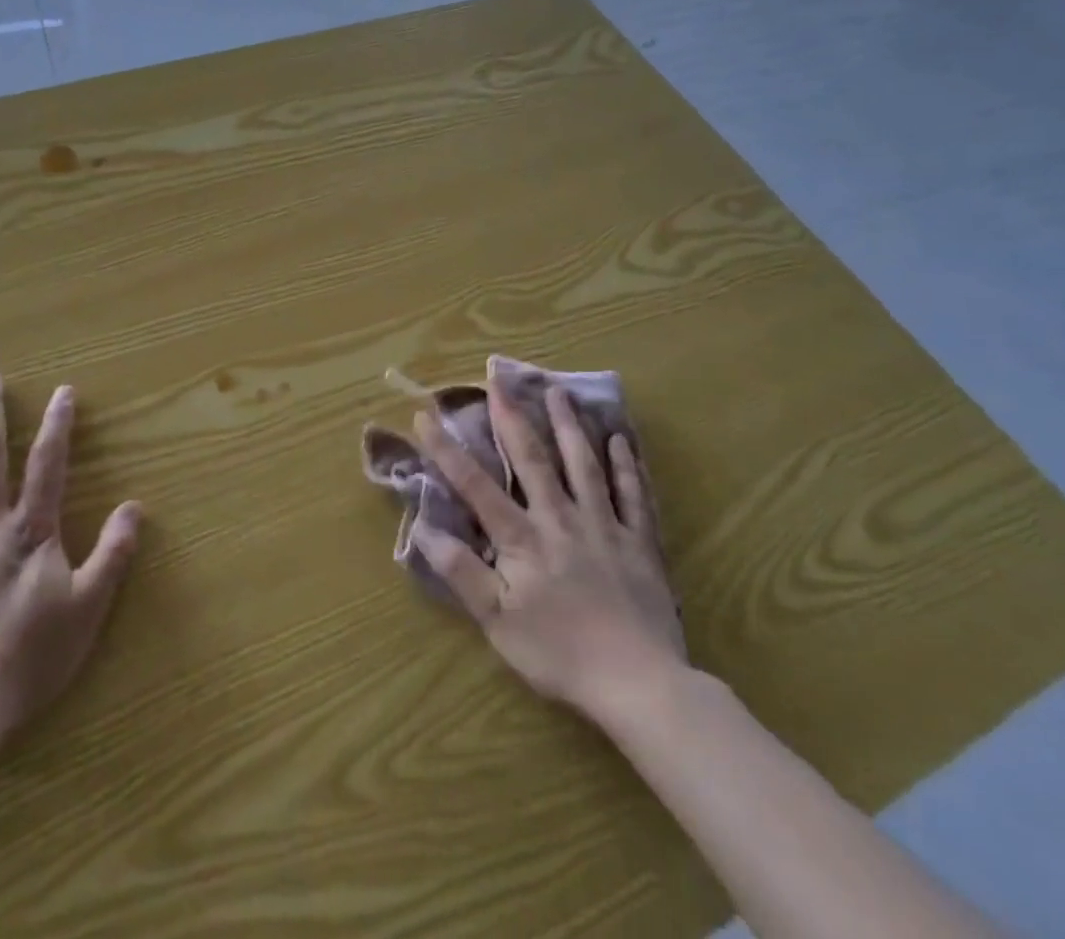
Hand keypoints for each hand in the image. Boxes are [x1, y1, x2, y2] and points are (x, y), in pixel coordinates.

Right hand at [410, 379, 686, 726]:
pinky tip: (619, 439)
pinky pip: (632, 494)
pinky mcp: (640, 542)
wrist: (641, 685)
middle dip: (511, 416)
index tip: (426, 415)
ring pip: (583, 464)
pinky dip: (625, 464)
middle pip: (533, 458)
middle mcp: (560, 518)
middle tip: (499, 379)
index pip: (475, 484)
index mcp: (522, 538)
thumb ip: (462, 572)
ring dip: (568, 425)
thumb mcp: (497, 622)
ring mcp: (604, 525)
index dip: (447, 449)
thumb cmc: (559, 654)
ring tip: (557, 391)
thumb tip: (423, 529)